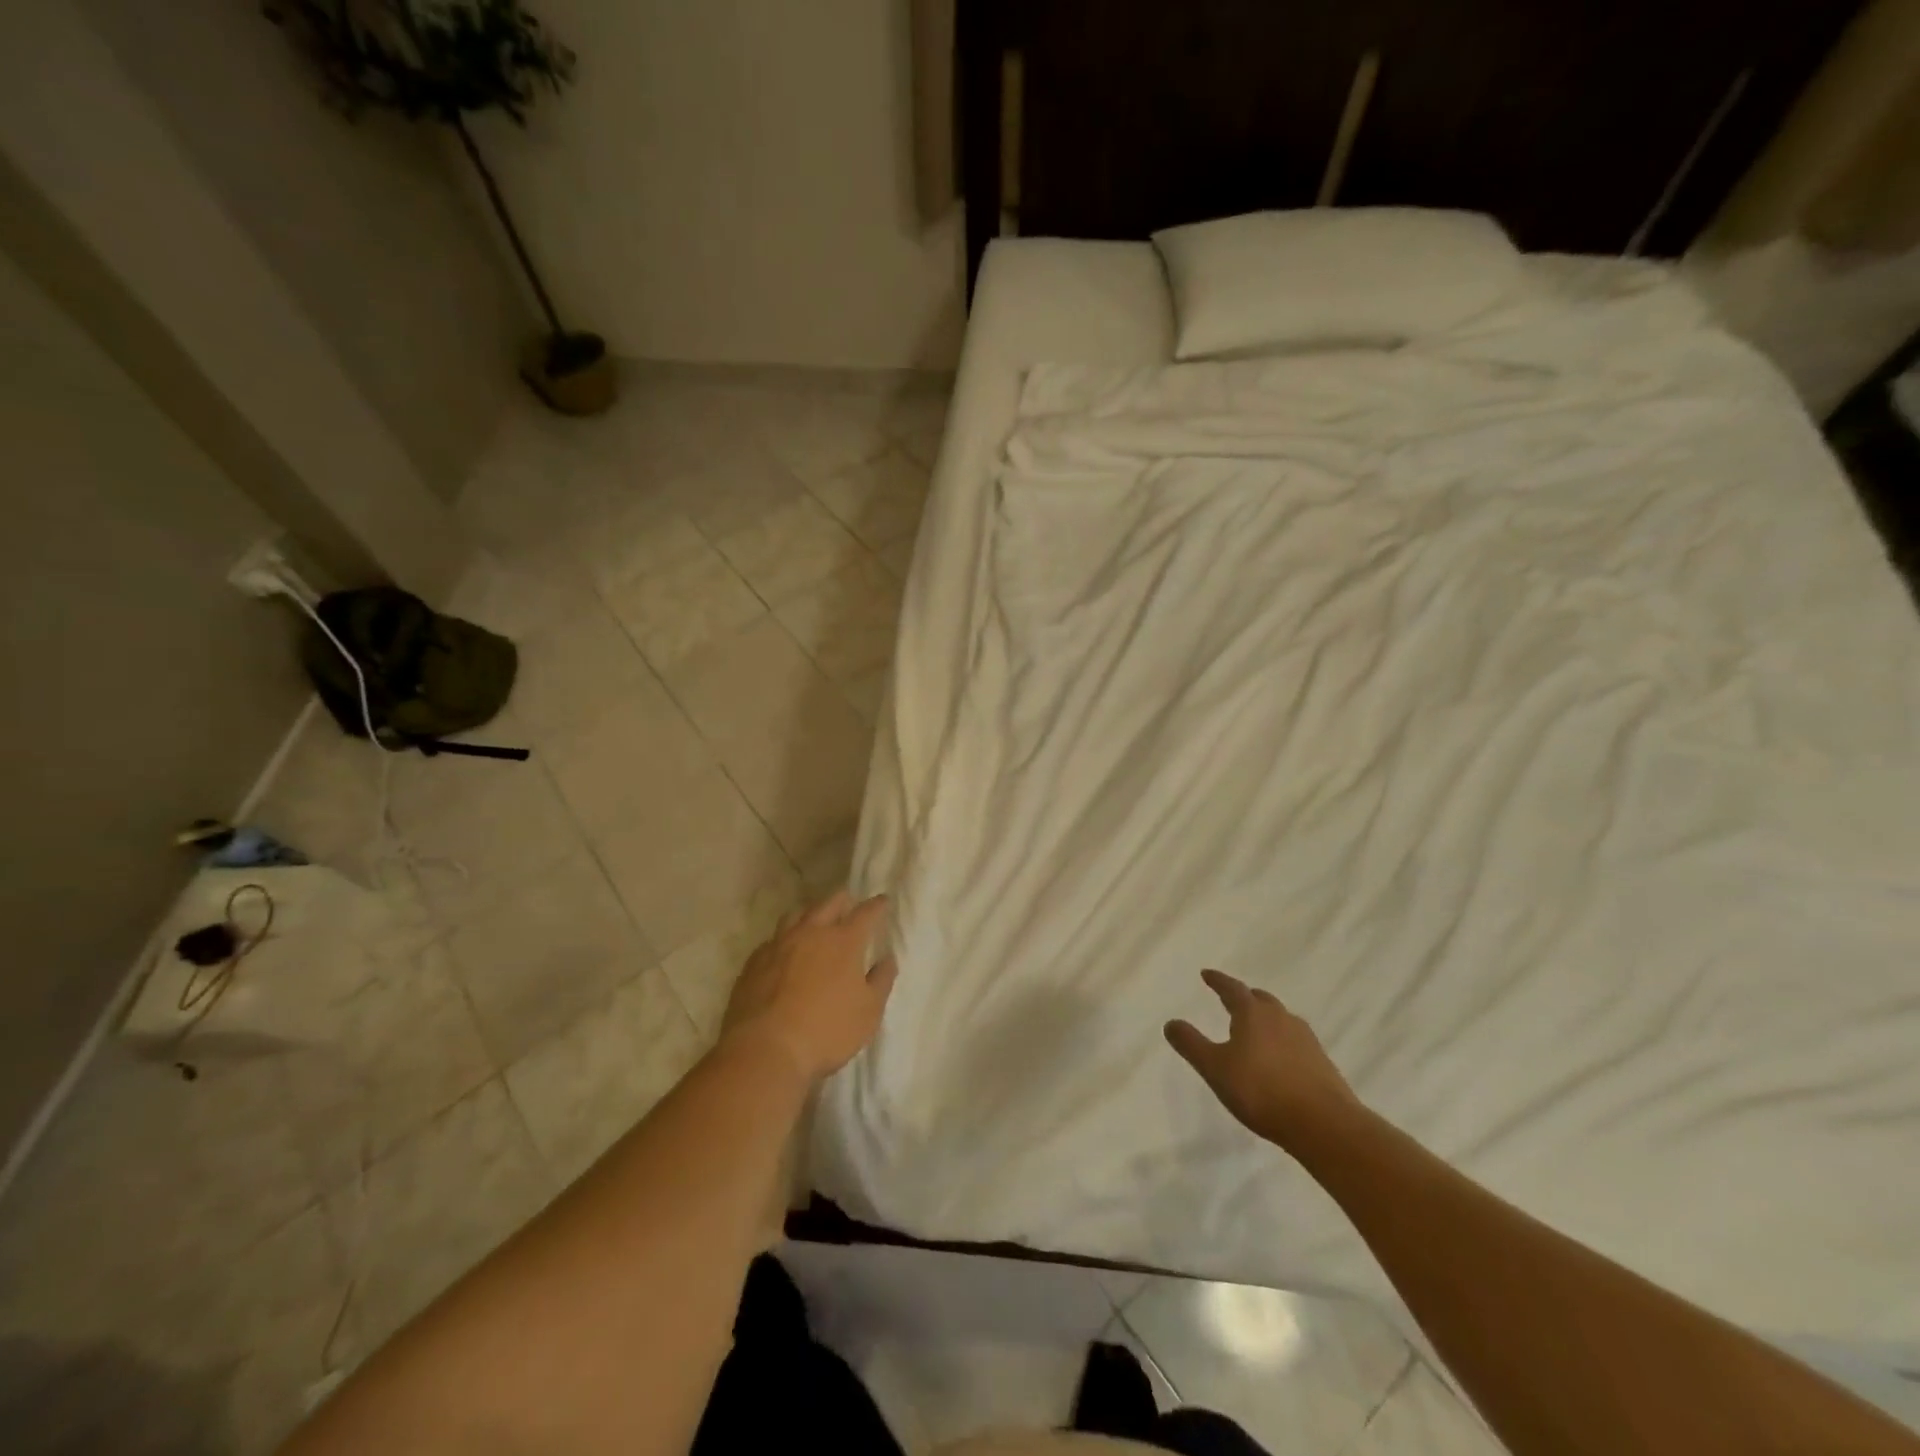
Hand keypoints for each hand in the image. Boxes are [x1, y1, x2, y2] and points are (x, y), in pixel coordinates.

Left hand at [720, 891, 898, 1083]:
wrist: (765, 1049)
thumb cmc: (827, 1031)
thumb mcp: (868, 1012)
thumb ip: (881, 981)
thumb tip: (887, 959)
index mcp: (843, 941)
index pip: (865, 913)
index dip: (876, 905)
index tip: (883, 900)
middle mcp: (811, 933)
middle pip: (829, 904)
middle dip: (842, 900)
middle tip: (848, 902)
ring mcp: (779, 944)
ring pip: (796, 915)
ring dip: (810, 913)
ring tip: (815, 920)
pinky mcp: (754, 962)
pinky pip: (773, 939)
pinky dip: (784, 939)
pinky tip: (784, 951)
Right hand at [1165, 969, 1361, 1150]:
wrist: (1324, 1124)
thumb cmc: (1261, 1091)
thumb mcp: (1215, 1068)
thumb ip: (1191, 1044)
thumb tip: (1170, 1022)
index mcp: (1253, 1014)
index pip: (1232, 988)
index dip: (1217, 981)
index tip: (1206, 975)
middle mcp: (1281, 1018)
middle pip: (1260, 999)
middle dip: (1244, 997)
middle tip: (1231, 1000)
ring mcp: (1305, 1039)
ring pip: (1281, 1019)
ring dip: (1266, 1019)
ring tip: (1255, 1030)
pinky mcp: (1321, 1062)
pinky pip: (1295, 1041)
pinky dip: (1282, 1041)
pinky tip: (1279, 1059)